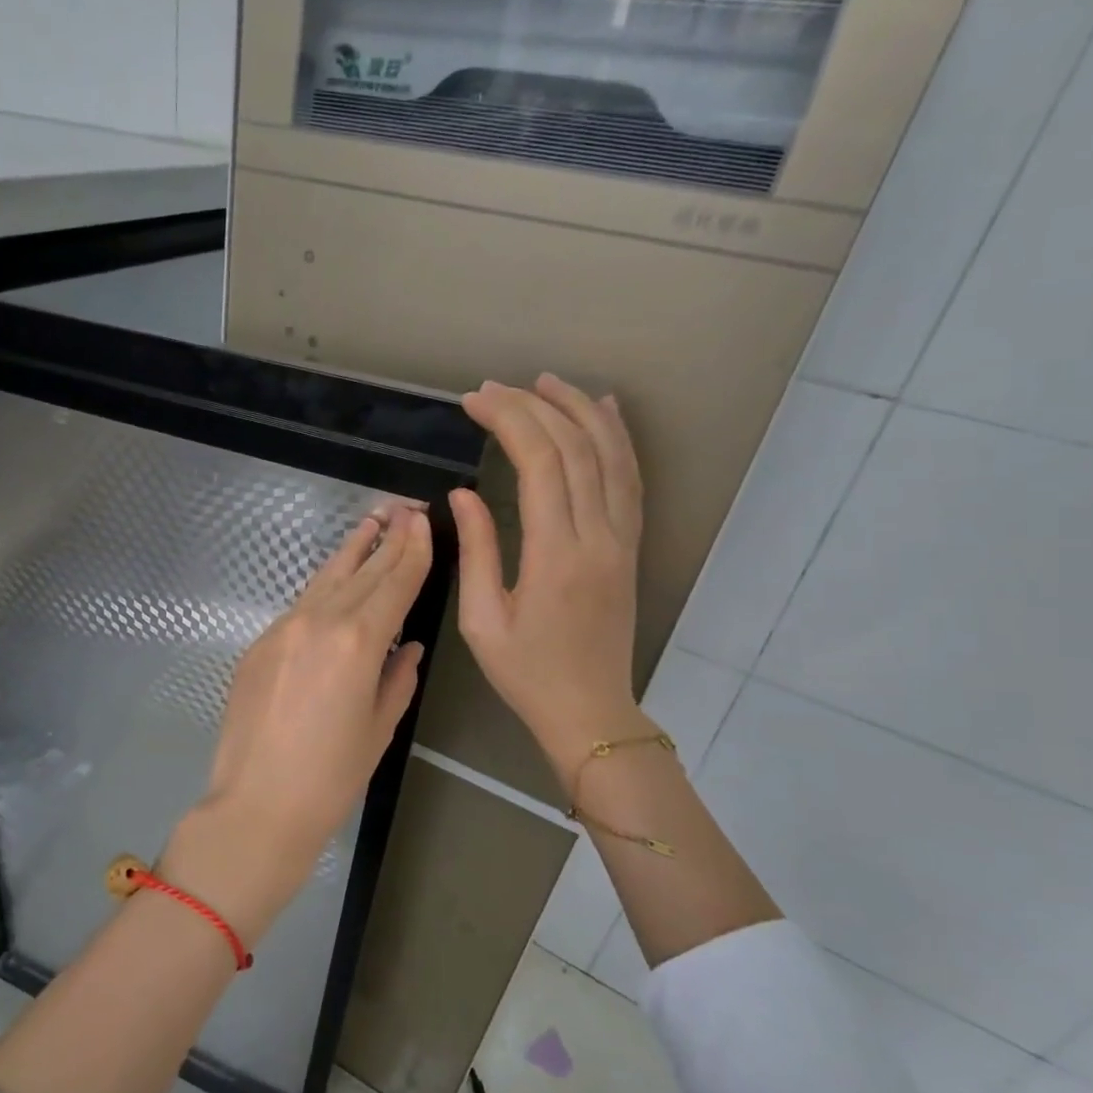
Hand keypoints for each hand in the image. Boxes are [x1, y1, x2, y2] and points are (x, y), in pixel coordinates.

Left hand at [162, 508, 432, 944]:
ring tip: (370, 523)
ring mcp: (282, 629)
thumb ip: (398, 677)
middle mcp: (319, 621)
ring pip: (324, 579)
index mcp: (358, 641)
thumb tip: (406, 646)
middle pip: (361, 571)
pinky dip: (323, 587)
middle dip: (386, 540)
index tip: (423, 522)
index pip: (394, 583)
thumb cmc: (331, 777)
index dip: (412, 551)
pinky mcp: (258, 644)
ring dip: (350, 551)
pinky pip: (299, 605)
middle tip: (404, 509)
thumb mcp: (379, 728)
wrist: (257, 804)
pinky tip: (334, 580)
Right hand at [449, 375, 652, 785]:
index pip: (539, 463)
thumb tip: (462, 492)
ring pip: (610, 455)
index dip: (509, 420)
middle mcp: (597, 536)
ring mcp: (621, 539)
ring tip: (546, 381)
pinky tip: (604, 411)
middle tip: (494, 388)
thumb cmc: (526, 673)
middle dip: (533, 406)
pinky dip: (618, 438)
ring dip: (579, 410)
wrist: (590, 711)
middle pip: (574, 448)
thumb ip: (477, 549)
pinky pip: (630, 479)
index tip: (474, 401)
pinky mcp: (629, 546)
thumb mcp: (483, 619)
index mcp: (556, 554)